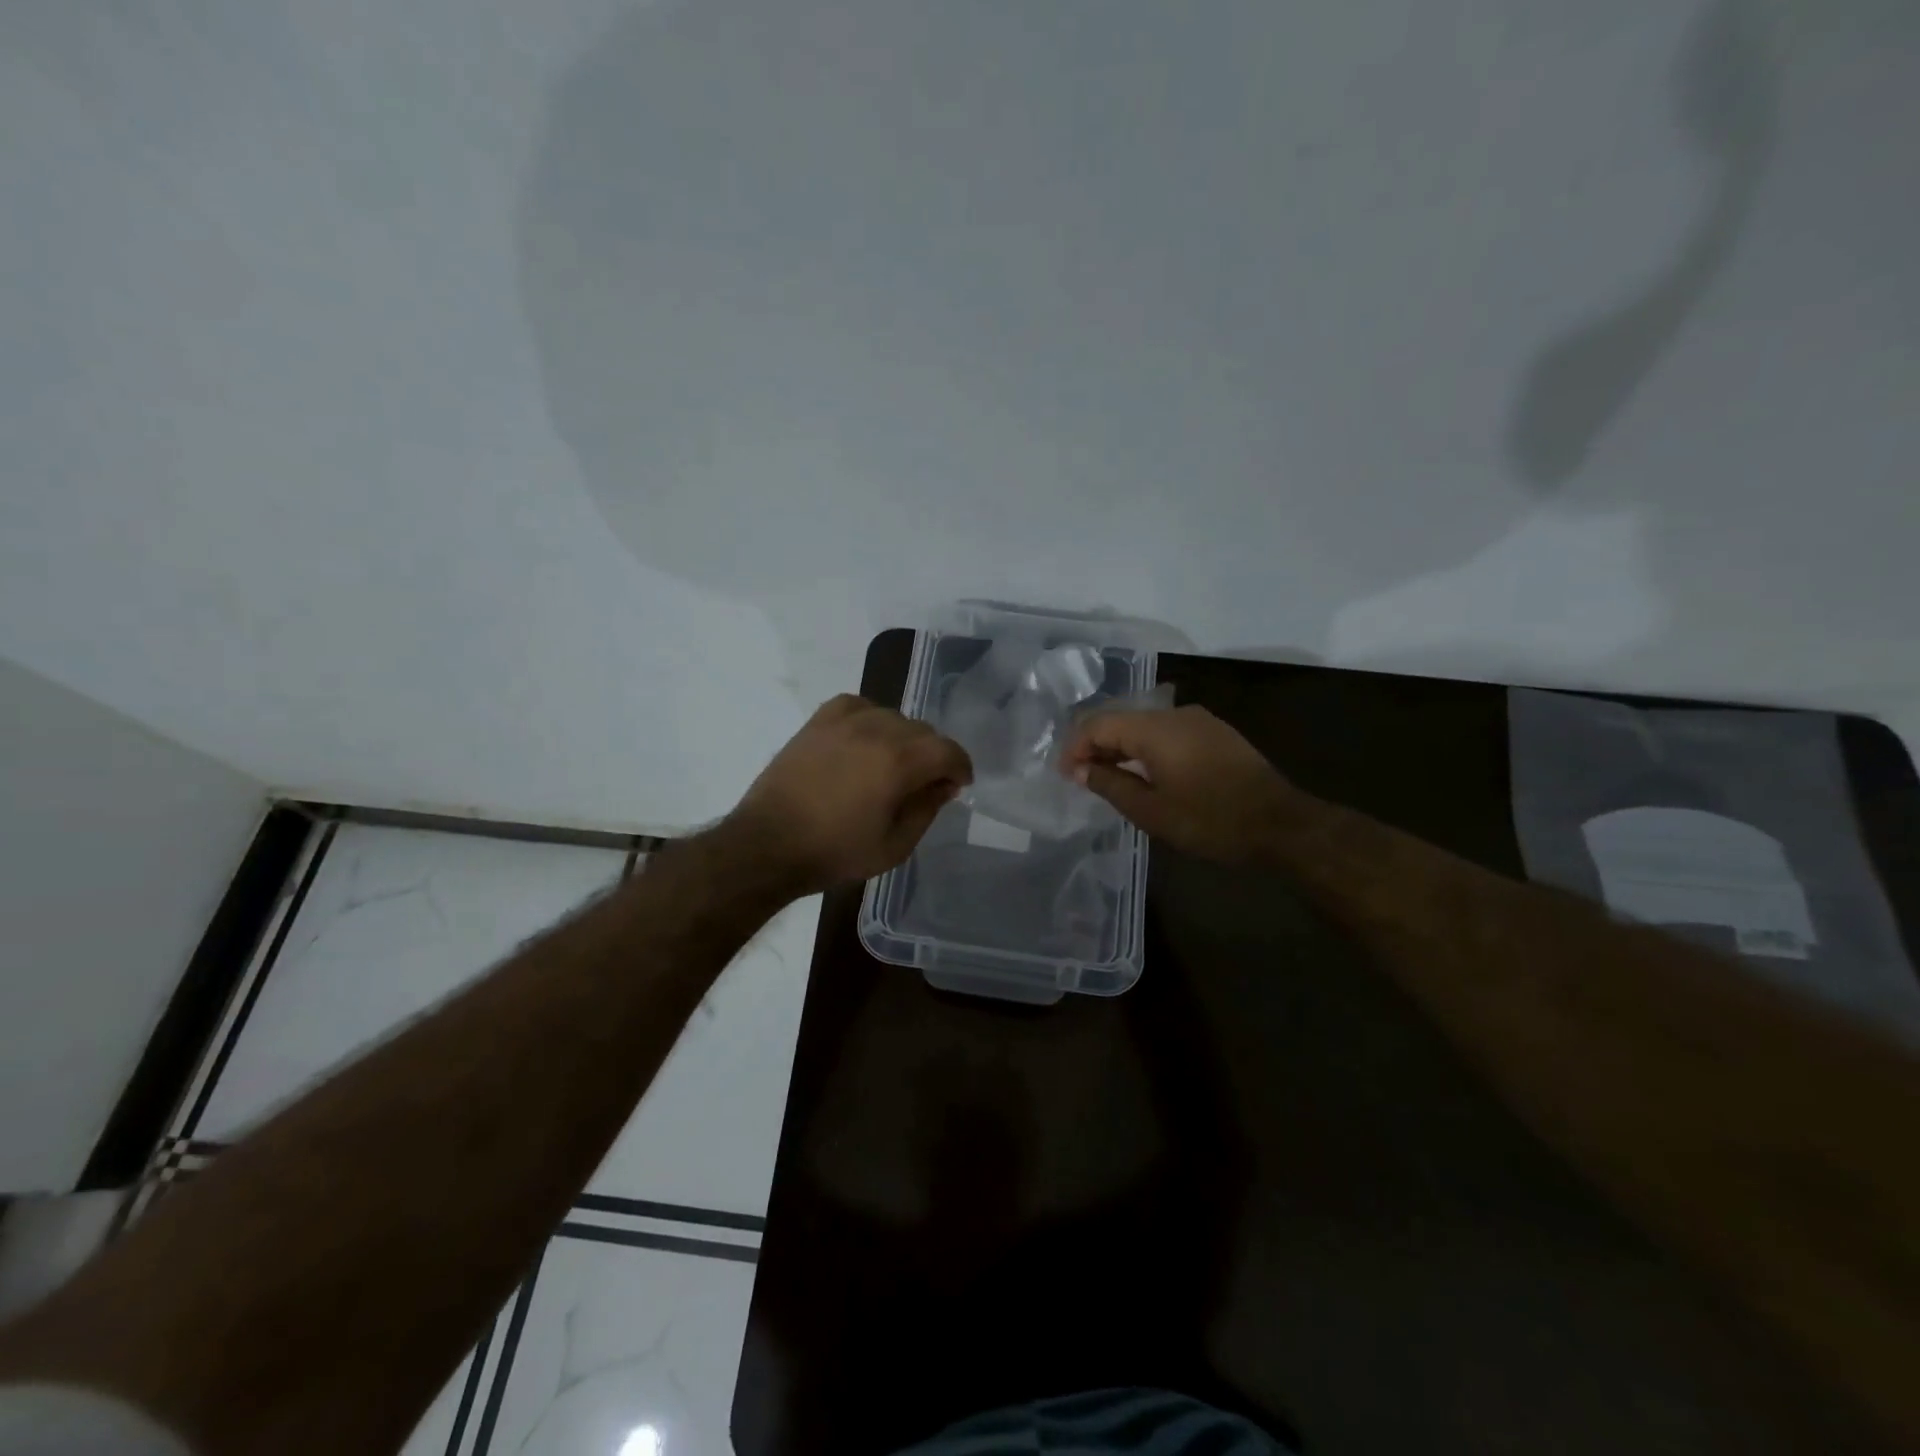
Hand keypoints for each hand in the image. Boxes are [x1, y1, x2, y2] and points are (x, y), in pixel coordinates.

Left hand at [727, 695, 973, 892]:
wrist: (768, 845)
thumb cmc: (835, 853)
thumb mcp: (895, 846)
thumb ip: (927, 809)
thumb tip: (943, 784)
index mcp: (899, 762)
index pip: (948, 750)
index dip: (960, 767)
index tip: (958, 785)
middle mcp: (876, 730)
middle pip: (923, 731)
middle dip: (932, 756)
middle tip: (923, 784)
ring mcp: (844, 721)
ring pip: (893, 717)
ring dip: (902, 739)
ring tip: (890, 765)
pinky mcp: (818, 722)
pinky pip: (858, 706)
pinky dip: (870, 720)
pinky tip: (863, 742)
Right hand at [1060, 704, 1293, 862]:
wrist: (1281, 824)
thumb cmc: (1210, 820)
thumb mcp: (1151, 811)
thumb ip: (1110, 784)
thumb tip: (1079, 770)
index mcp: (1154, 729)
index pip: (1098, 724)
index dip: (1075, 747)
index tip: (1065, 775)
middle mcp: (1174, 713)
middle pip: (1120, 719)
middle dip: (1095, 745)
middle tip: (1081, 777)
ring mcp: (1198, 720)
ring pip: (1143, 725)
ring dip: (1120, 747)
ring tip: (1108, 777)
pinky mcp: (1214, 732)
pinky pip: (1166, 732)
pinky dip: (1145, 748)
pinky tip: (1143, 773)